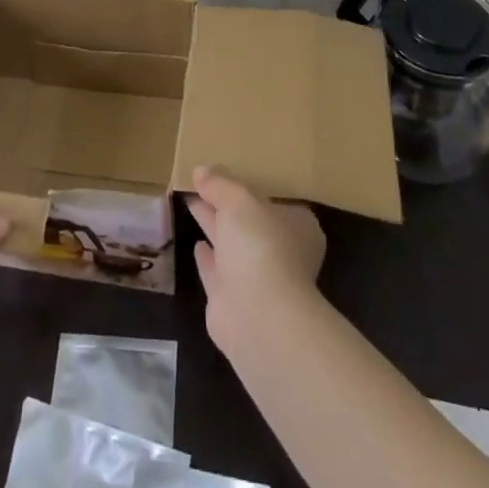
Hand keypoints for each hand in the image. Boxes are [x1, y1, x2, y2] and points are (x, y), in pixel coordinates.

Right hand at [186, 165, 325, 347]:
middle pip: (249, 220)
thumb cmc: (260, 245)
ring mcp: (258, 279)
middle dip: (226, 203)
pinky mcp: (234, 302)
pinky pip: (218, 271)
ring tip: (192, 202)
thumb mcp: (239, 199)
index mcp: (296, 225)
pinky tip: (196, 244)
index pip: (273, 199)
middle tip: (200, 182)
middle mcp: (281, 251)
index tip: (228, 174)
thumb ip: (220, 183)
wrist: (258, 316)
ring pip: (231, 244)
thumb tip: (201, 170)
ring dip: (213, 225)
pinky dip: (208, 258)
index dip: (250, 186)